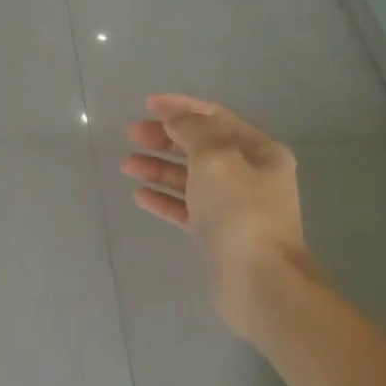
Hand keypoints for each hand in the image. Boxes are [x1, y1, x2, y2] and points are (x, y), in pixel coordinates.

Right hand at [121, 94, 316, 338]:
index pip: (215, 118)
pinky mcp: (217, 234)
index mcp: (259, 152)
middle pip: (201, 147)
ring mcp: (233, 207)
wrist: (258, 281)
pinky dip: (164, 199)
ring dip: (159, 168)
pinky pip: (186, 208)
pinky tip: (139, 194)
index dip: (181, 107)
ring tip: (126, 164)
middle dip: (165, 138)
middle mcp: (250, 175)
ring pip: (190, 178)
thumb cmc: (239, 213)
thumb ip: (192, 131)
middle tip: (131, 134)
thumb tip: (176, 117)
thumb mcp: (215, 159)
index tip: (147, 104)